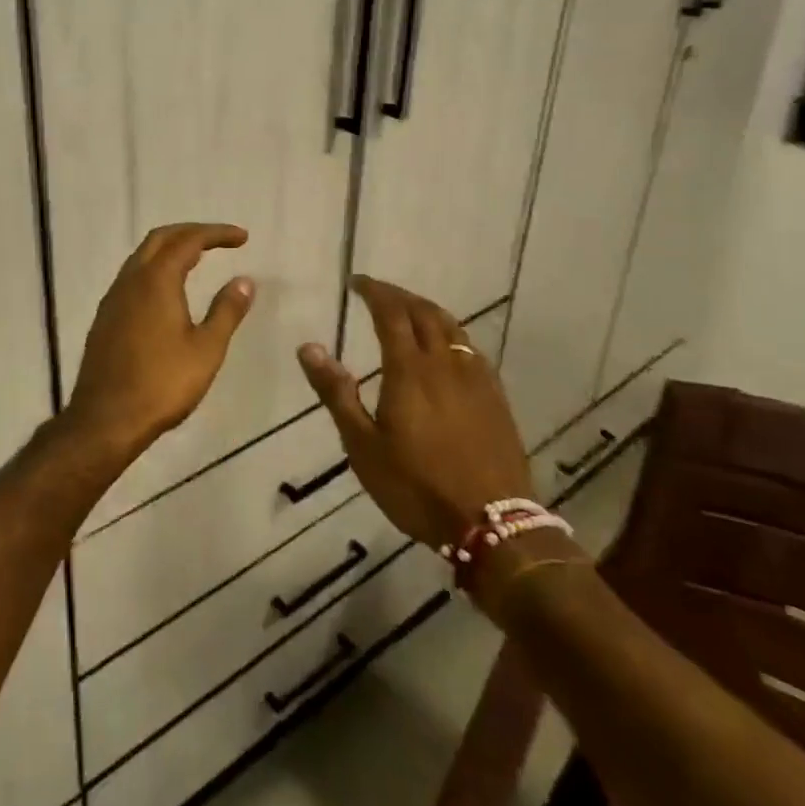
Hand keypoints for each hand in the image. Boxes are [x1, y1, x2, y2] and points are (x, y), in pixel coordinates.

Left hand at [63, 223, 254, 460]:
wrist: (106, 419)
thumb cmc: (162, 384)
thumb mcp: (206, 349)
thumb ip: (226, 311)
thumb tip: (244, 281)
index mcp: (156, 280)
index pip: (189, 240)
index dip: (217, 234)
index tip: (242, 238)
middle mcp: (131, 280)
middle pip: (160, 239)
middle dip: (191, 232)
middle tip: (219, 240)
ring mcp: (113, 298)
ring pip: (142, 257)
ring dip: (170, 249)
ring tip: (197, 259)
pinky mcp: (105, 317)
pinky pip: (132, 277)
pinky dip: (155, 269)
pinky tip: (167, 291)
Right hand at [298, 276, 531, 552]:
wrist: (493, 524)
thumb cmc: (417, 485)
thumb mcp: (363, 445)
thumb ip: (336, 393)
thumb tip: (308, 347)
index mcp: (409, 369)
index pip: (391, 313)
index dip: (374, 291)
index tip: (357, 281)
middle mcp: (444, 363)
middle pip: (424, 312)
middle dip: (399, 296)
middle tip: (378, 292)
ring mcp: (475, 378)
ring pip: (452, 326)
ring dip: (427, 309)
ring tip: (410, 309)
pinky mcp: (496, 397)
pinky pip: (471, 348)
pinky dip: (452, 333)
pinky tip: (447, 347)